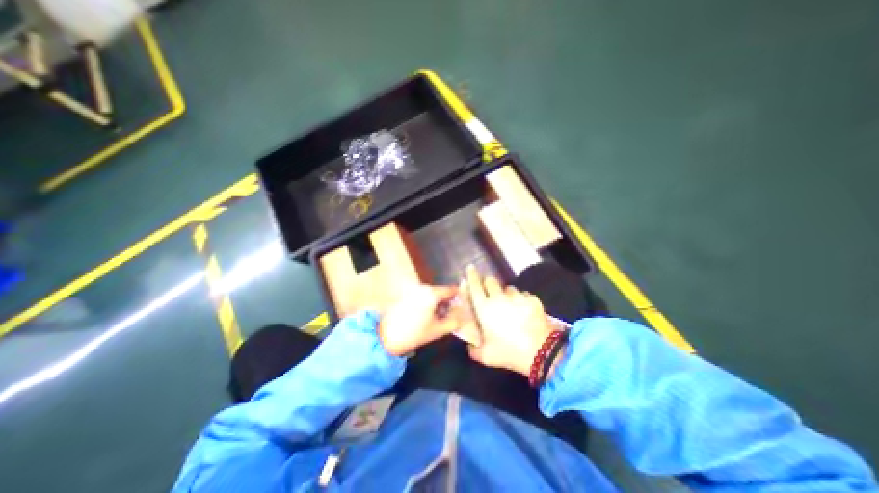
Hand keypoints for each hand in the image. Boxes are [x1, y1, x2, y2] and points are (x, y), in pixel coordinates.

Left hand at [377, 283, 460, 355]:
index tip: (466, 306)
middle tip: (455, 315)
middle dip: (449, 302)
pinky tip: (429, 317)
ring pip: (433, 295)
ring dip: (439, 304)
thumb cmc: (414, 334)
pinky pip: (423, 296)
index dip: (460, 297)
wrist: (385, 337)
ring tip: (442, 318)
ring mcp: (413, 290)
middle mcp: (423, 288)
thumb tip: (464, 315)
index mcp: (432, 293)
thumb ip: (454, 321)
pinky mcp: (407, 295)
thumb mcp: (438, 330)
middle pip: (442, 292)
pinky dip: (429, 304)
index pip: (452, 290)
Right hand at [463, 266, 551, 376]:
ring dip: (506, 293)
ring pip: (508, 288)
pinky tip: (524, 311)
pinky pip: (523, 295)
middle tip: (490, 294)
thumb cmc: (509, 352)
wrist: (541, 352)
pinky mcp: (532, 299)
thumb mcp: (486, 356)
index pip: (475, 285)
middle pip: (491, 281)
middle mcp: (499, 298)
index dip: (471, 275)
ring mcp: (517, 297)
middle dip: (488, 284)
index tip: (470, 268)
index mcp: (484, 308)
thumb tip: (470, 345)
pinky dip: (522, 300)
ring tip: (510, 305)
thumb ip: (473, 349)